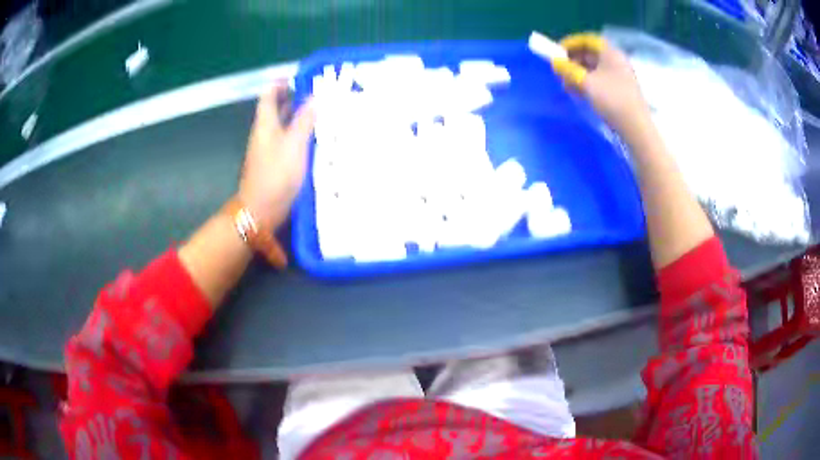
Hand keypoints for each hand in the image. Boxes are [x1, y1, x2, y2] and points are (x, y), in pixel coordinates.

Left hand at [237, 84, 315, 229]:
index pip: (269, 94)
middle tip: (318, 92)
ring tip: (321, 111)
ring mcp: (268, 148)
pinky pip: (286, 140)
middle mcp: (264, 132)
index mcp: (265, 123)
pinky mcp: (274, 162)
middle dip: (293, 97)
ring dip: (298, 115)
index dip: (282, 82)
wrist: (261, 211)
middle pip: (276, 108)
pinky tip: (315, 137)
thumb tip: (315, 97)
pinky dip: (298, 133)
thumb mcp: (295, 144)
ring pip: (282, 124)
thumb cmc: (276, 175)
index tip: (301, 77)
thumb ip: (305, 120)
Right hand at [553, 34, 651, 138]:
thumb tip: (554, 62)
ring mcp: (620, 77)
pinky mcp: (620, 91)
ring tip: (566, 85)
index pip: (587, 40)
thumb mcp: (586, 82)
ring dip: (578, 74)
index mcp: (610, 53)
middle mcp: (616, 61)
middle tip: (560, 70)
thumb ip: (567, 69)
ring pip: (594, 69)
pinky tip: (579, 94)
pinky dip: (588, 83)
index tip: (558, 52)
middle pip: (591, 54)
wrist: (636, 128)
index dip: (571, 43)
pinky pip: (600, 81)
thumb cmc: (612, 100)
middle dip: (573, 60)